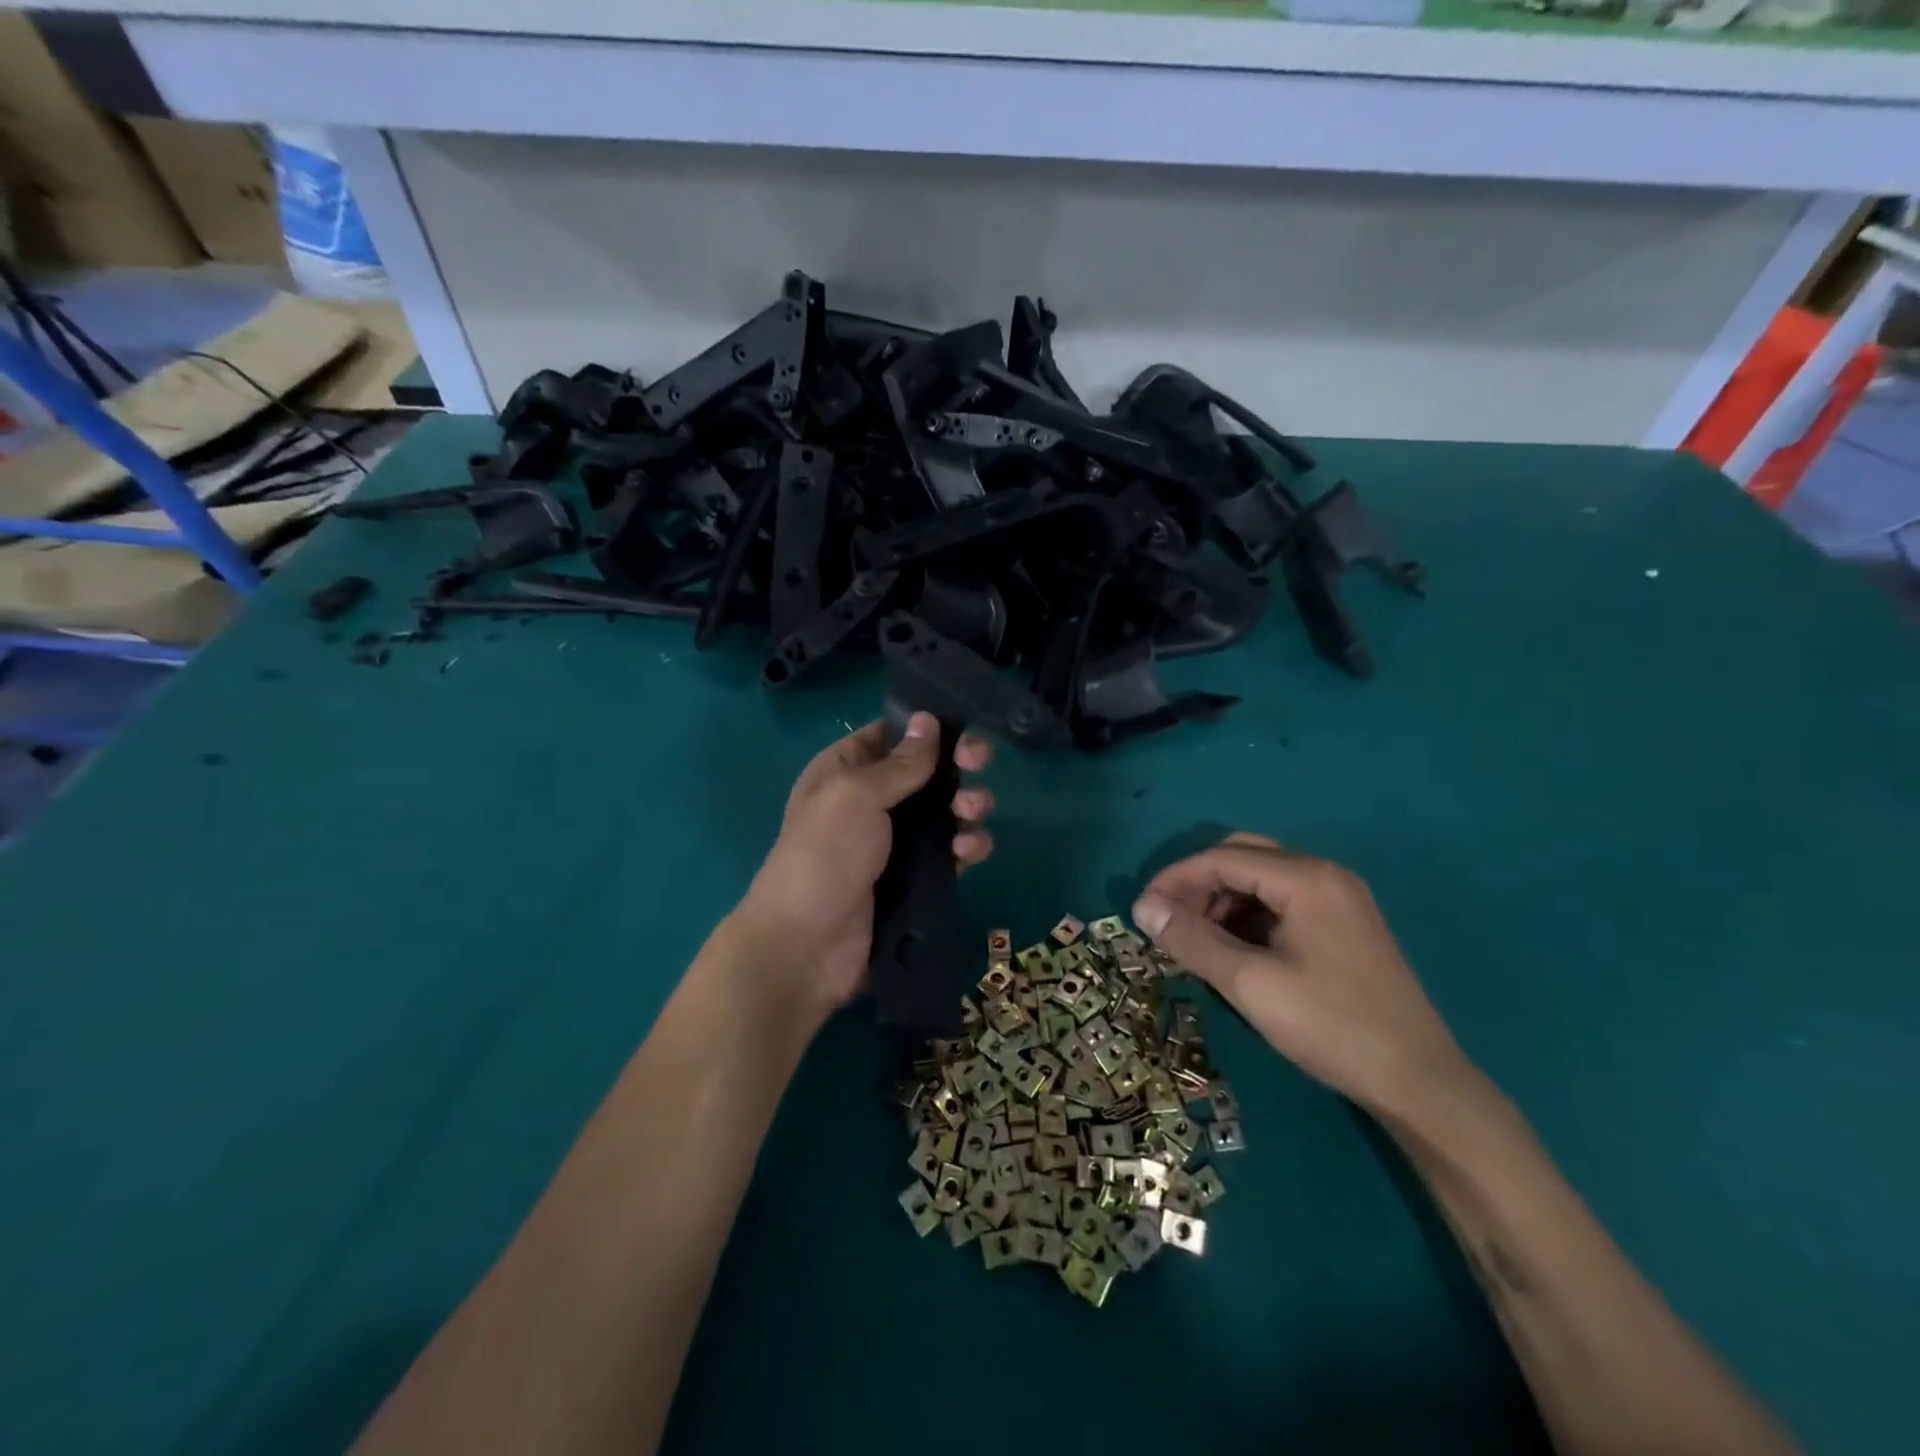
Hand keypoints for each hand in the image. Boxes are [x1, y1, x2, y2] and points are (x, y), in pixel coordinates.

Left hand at [737, 713, 993, 1011]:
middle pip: (927, 772)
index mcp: (846, 771)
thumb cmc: (825, 854)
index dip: (927, 729)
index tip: (962, 727)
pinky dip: (966, 846)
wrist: (808, 945)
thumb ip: (901, 762)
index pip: (892, 736)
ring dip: (967, 805)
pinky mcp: (915, 879)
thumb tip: (928, 718)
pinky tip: (970, 851)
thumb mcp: (857, 795)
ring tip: (971, 813)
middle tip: (980, 763)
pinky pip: (951, 853)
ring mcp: (895, 842)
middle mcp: (872, 801)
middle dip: (958, 766)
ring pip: (945, 812)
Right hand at [1132, 833, 1471, 1119]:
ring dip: (1222, 901)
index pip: (1222, 858)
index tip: (1141, 911)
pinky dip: (1248, 917)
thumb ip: (1192, 940)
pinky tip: (1234, 950)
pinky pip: (1282, 903)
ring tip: (1196, 940)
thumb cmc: (1331, 1026)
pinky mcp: (1343, 925)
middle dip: (1198, 884)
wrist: (1420, 1083)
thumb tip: (1142, 908)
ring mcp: (1339, 899)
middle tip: (1169, 921)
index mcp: (1306, 878)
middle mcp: (1324, 875)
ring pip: (1262, 880)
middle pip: (1243, 857)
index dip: (1175, 879)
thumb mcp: (1250, 984)